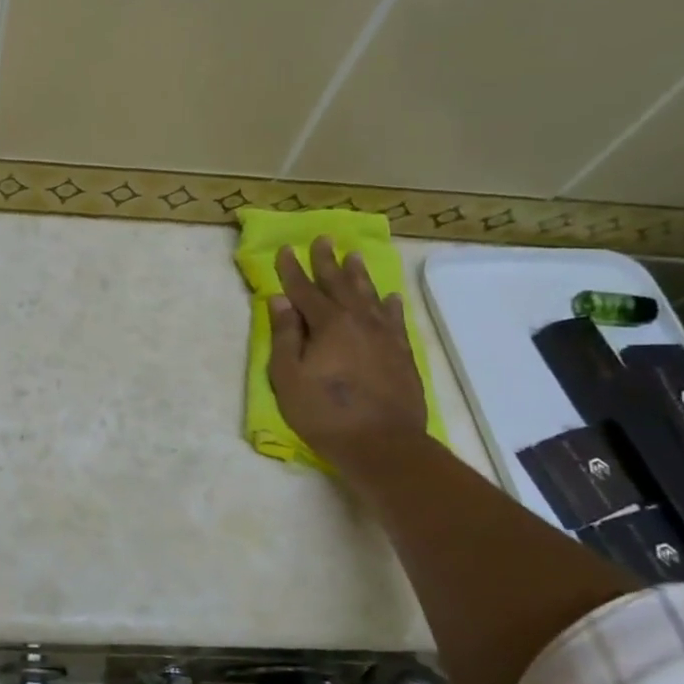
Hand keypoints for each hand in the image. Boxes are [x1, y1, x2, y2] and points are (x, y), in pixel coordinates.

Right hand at [267, 238, 426, 468]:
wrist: (382, 444)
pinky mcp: (402, 354)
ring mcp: (385, 336)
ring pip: (370, 296)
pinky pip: (395, 319)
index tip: (286, 249)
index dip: (292, 270)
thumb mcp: (289, 377)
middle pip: (340, 284)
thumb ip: (285, 336)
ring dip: (359, 275)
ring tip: (353, 256)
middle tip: (323, 239)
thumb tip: (281, 301)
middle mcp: (359, 321)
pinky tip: (389, 297)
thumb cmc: (324, 413)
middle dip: (327, 262)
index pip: (305, 290)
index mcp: (328, 324)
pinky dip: (389, 304)